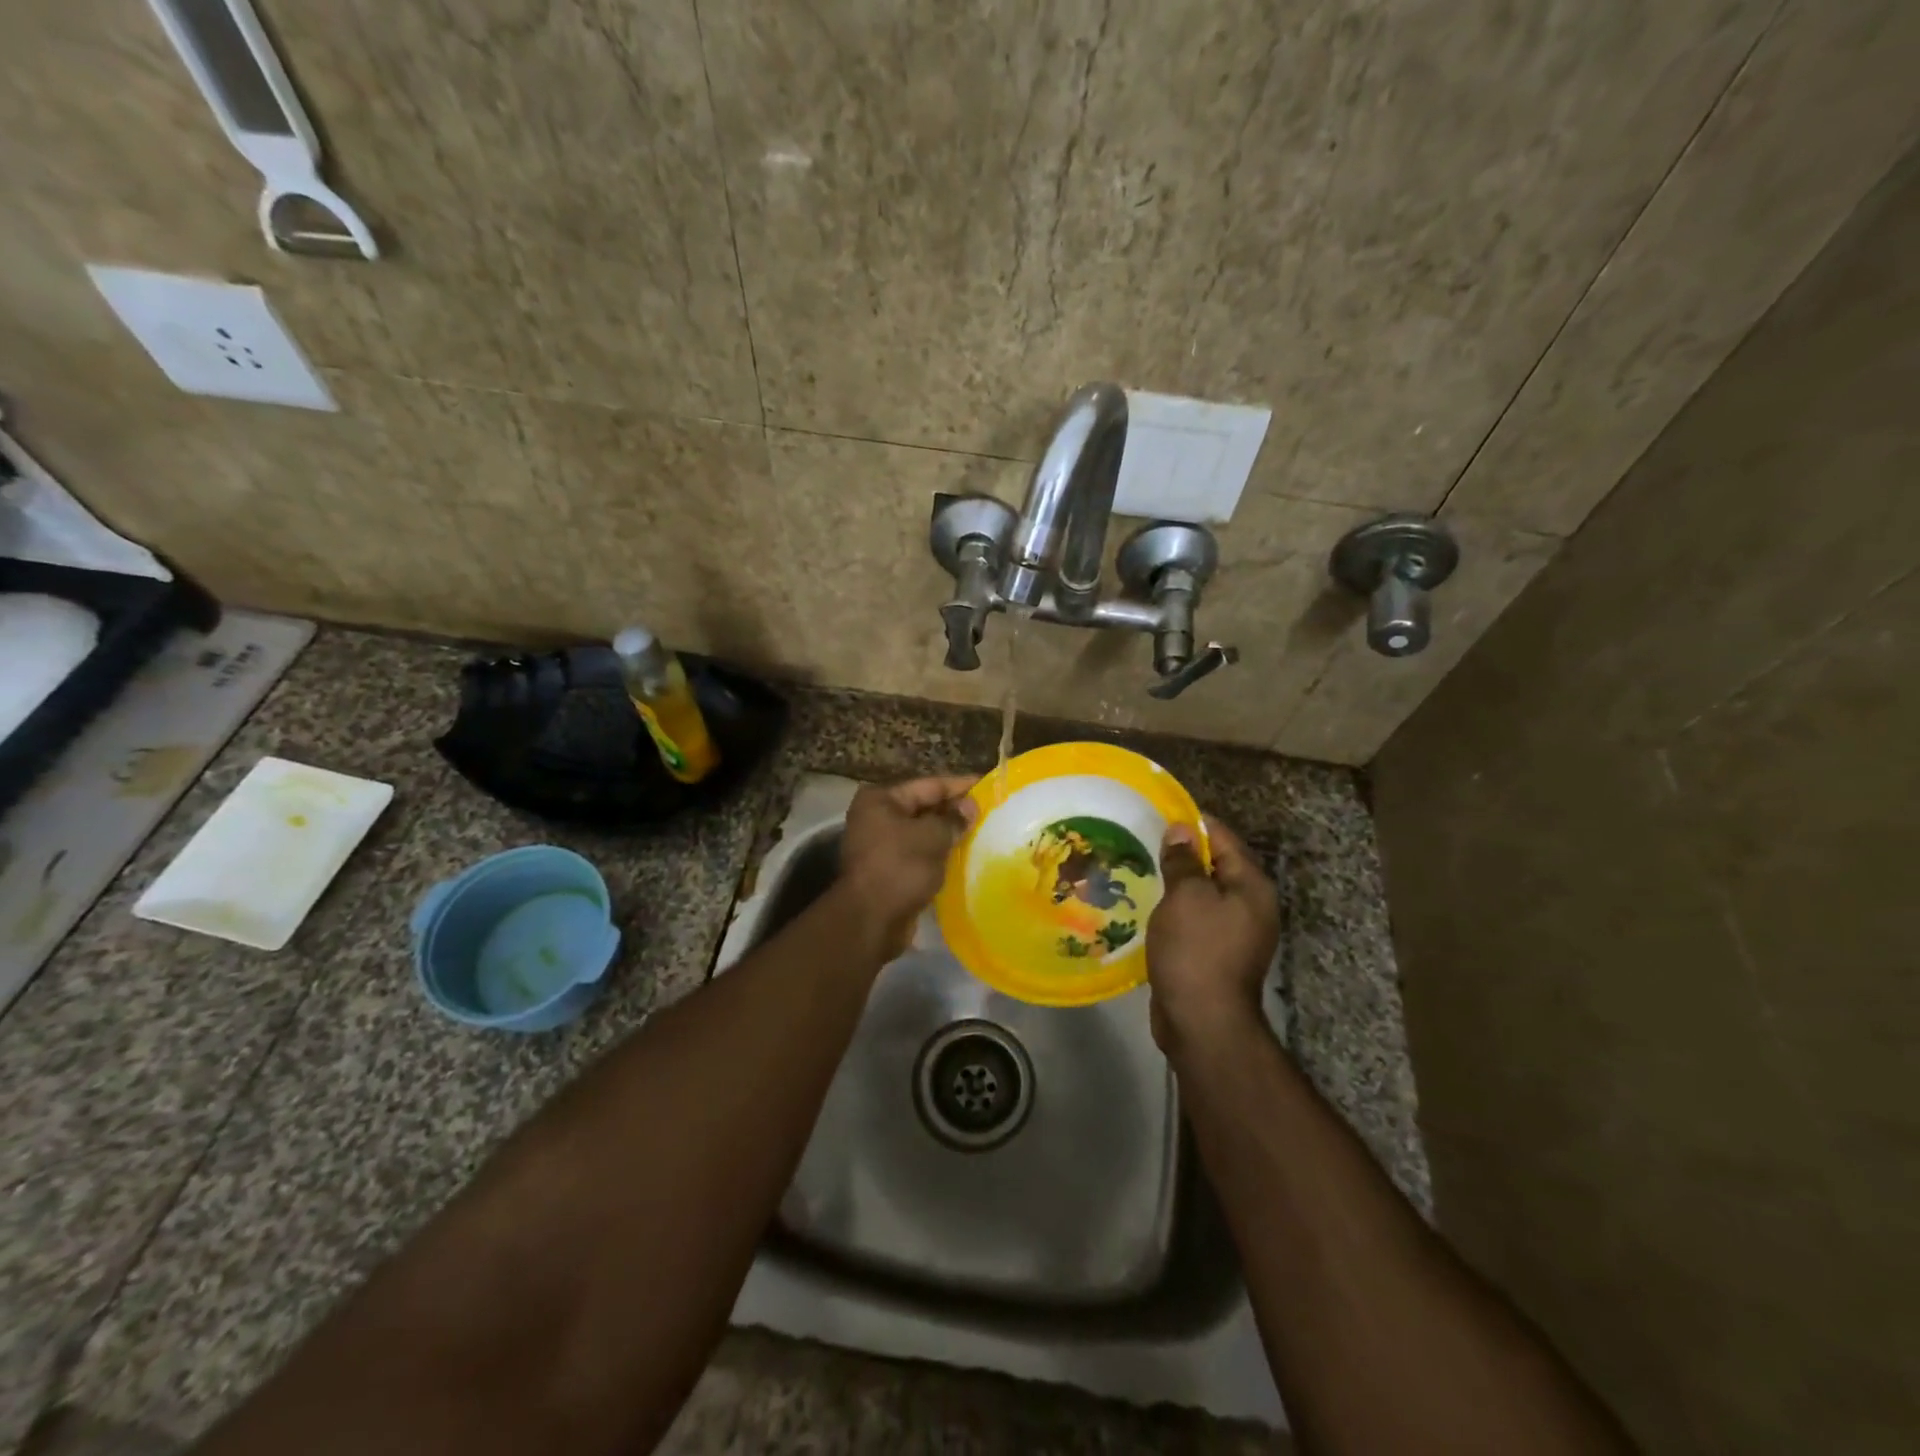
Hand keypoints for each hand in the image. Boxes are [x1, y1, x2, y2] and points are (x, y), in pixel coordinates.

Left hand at [835, 775, 977, 953]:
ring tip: (982, 832)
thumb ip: (953, 819)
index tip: (989, 786)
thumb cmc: (900, 868)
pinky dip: (938, 853)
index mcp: (881, 800)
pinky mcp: (888, 869)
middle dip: (955, 811)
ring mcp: (880, 844)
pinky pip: (919, 853)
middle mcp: (876, 816)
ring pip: (922, 832)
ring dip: (948, 834)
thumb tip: (970, 806)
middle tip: (990, 812)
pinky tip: (963, 856)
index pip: (929, 785)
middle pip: (924, 807)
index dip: (961, 786)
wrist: (871, 921)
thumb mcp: (931, 837)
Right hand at [1146, 815, 1280, 1053]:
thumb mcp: (1185, 897)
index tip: (1159, 815)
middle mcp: (1251, 906)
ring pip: (1205, 893)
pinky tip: (1152, 906)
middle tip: (1145, 841)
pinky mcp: (1218, 953)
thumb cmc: (1196, 950)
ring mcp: (1237, 933)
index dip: (1193, 825)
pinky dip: (1177, 908)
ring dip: (1178, 882)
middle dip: (1183, 853)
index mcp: (1252, 886)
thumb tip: (1181, 829)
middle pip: (1217, 865)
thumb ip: (1183, 861)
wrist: (1202, 1021)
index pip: (1224, 839)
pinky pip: (1197, 918)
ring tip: (1143, 869)